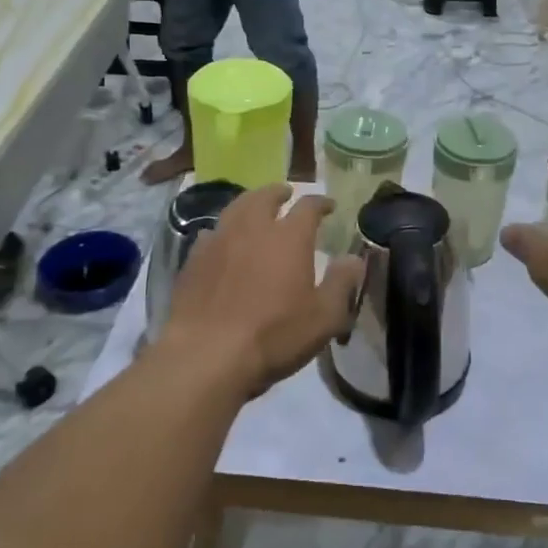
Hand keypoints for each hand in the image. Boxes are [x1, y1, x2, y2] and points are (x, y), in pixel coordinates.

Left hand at [157, 185, 362, 398]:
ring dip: (249, 203)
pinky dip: (222, 230)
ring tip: (254, 208)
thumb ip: (341, 284)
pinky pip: (210, 233)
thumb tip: (354, 259)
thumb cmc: (273, 335)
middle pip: (264, 197)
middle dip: (278, 193)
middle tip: (286, 194)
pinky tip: (223, 240)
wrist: (205, 354)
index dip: (320, 203)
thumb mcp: (323, 318)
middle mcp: (253, 228)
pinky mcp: (193, 259)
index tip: (328, 205)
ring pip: (234, 208)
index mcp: (289, 237)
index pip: (308, 207)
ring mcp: (218, 240)